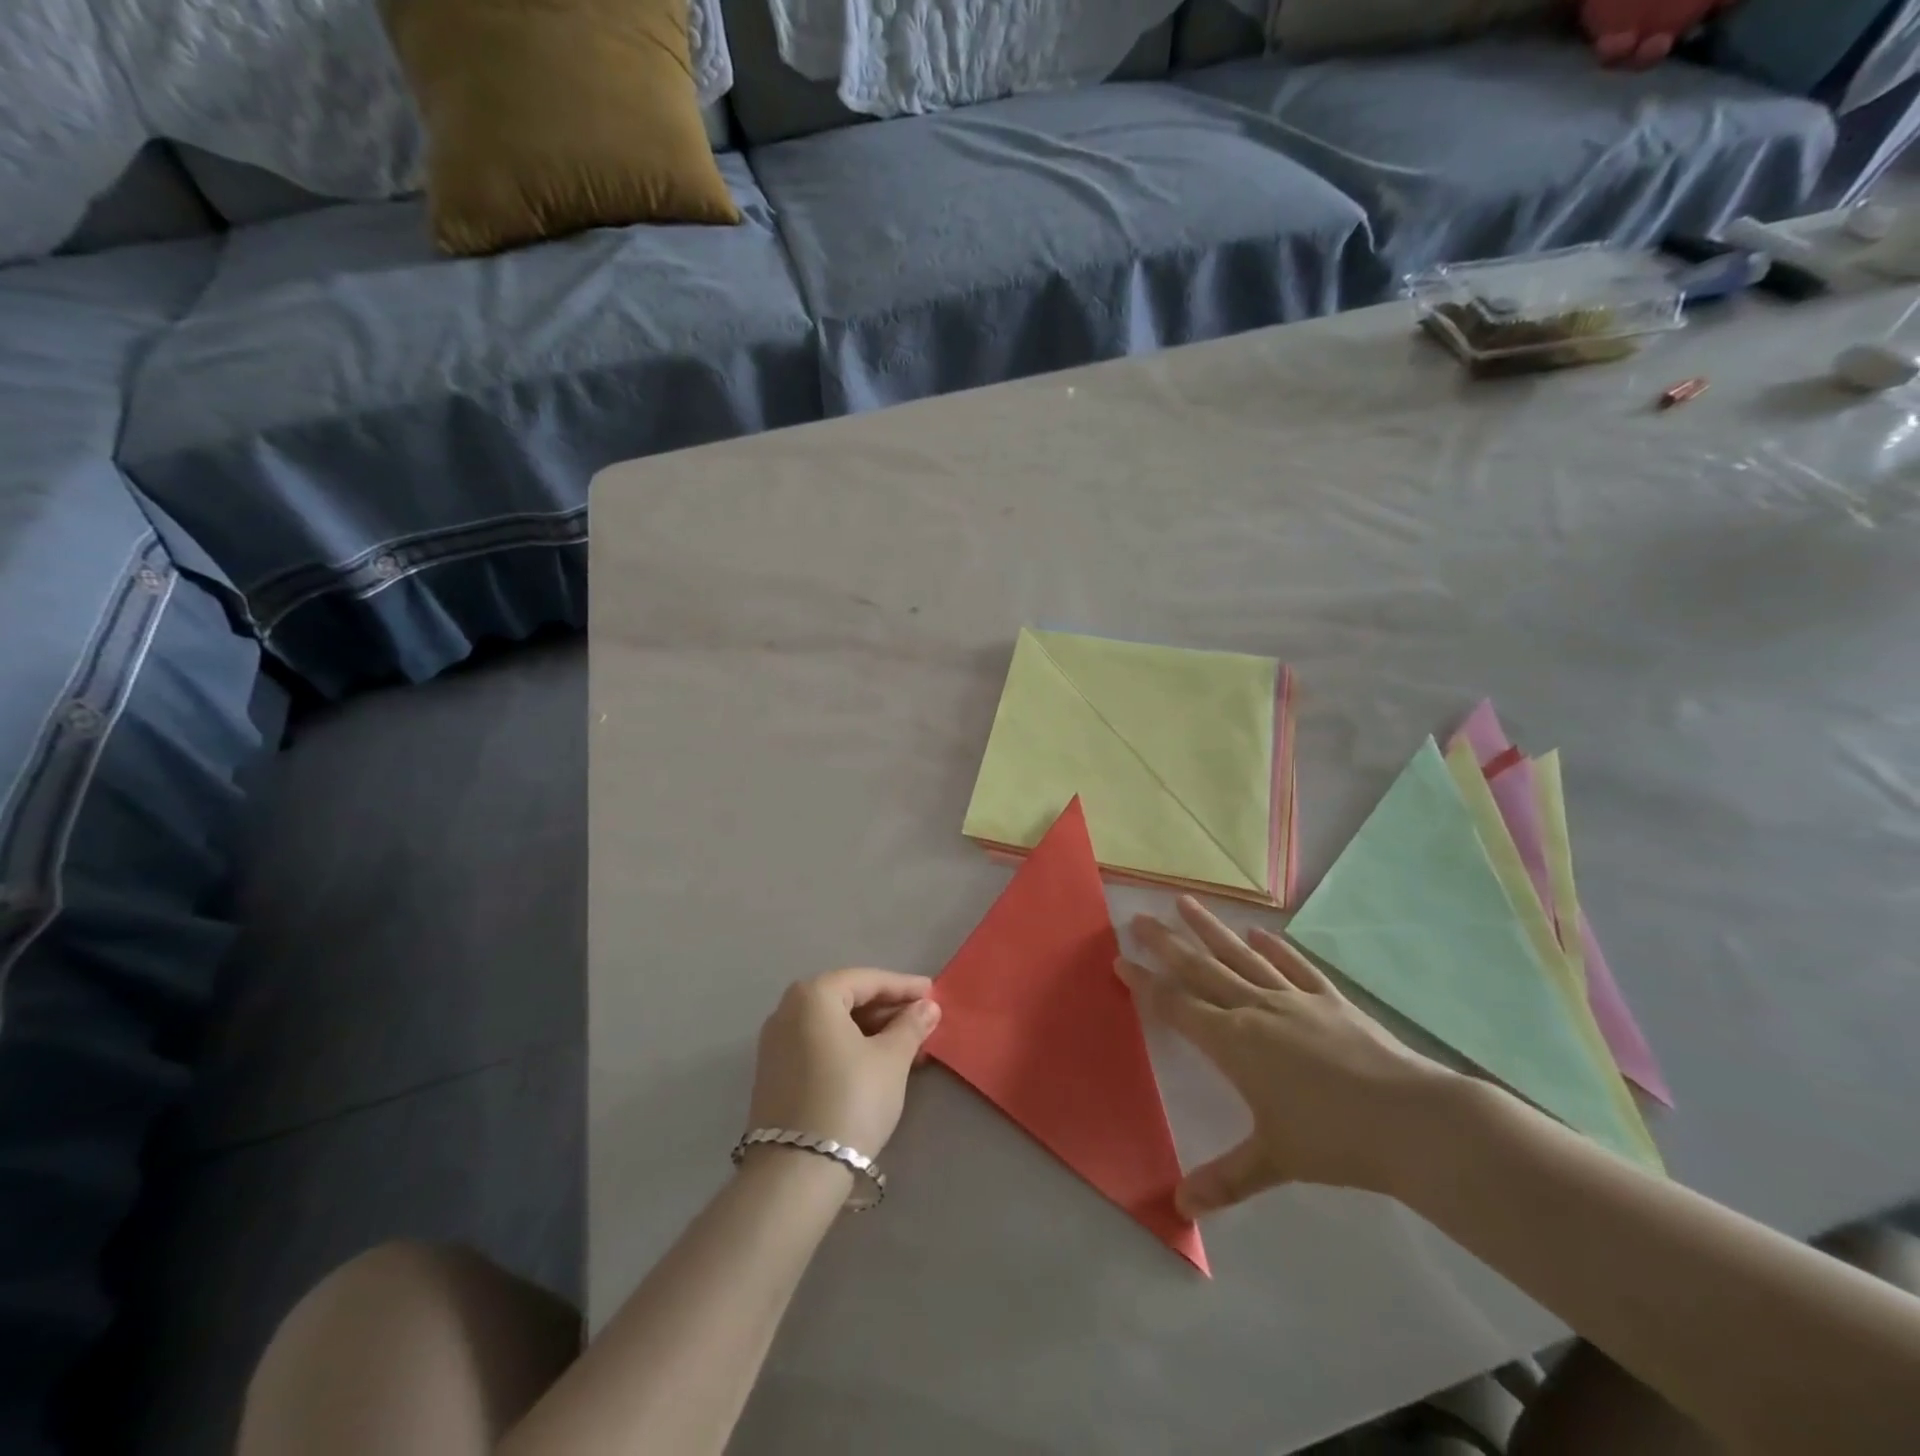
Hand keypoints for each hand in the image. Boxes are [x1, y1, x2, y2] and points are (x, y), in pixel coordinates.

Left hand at [747, 968, 940, 1160]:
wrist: (796, 1171)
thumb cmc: (851, 1099)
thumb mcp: (891, 1059)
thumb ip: (911, 1026)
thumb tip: (928, 1006)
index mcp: (813, 995)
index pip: (867, 980)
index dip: (904, 986)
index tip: (933, 992)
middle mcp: (787, 1010)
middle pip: (847, 999)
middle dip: (888, 1010)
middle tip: (923, 1021)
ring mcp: (776, 1043)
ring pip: (834, 1025)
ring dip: (872, 1031)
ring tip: (910, 1047)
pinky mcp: (775, 1073)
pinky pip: (820, 1045)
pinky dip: (850, 1047)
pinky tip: (879, 1064)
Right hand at [1118, 897, 1458, 1214]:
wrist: (1411, 1119)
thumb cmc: (1333, 1139)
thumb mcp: (1273, 1161)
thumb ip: (1225, 1179)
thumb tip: (1180, 1209)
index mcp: (1233, 1042)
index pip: (1176, 1005)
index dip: (1145, 983)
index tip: (1119, 959)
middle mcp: (1255, 1009)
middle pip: (1201, 969)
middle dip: (1166, 944)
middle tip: (1138, 917)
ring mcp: (1293, 999)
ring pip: (1240, 956)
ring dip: (1210, 929)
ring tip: (1185, 902)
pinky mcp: (1329, 1000)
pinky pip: (1293, 965)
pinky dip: (1274, 947)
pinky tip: (1259, 932)